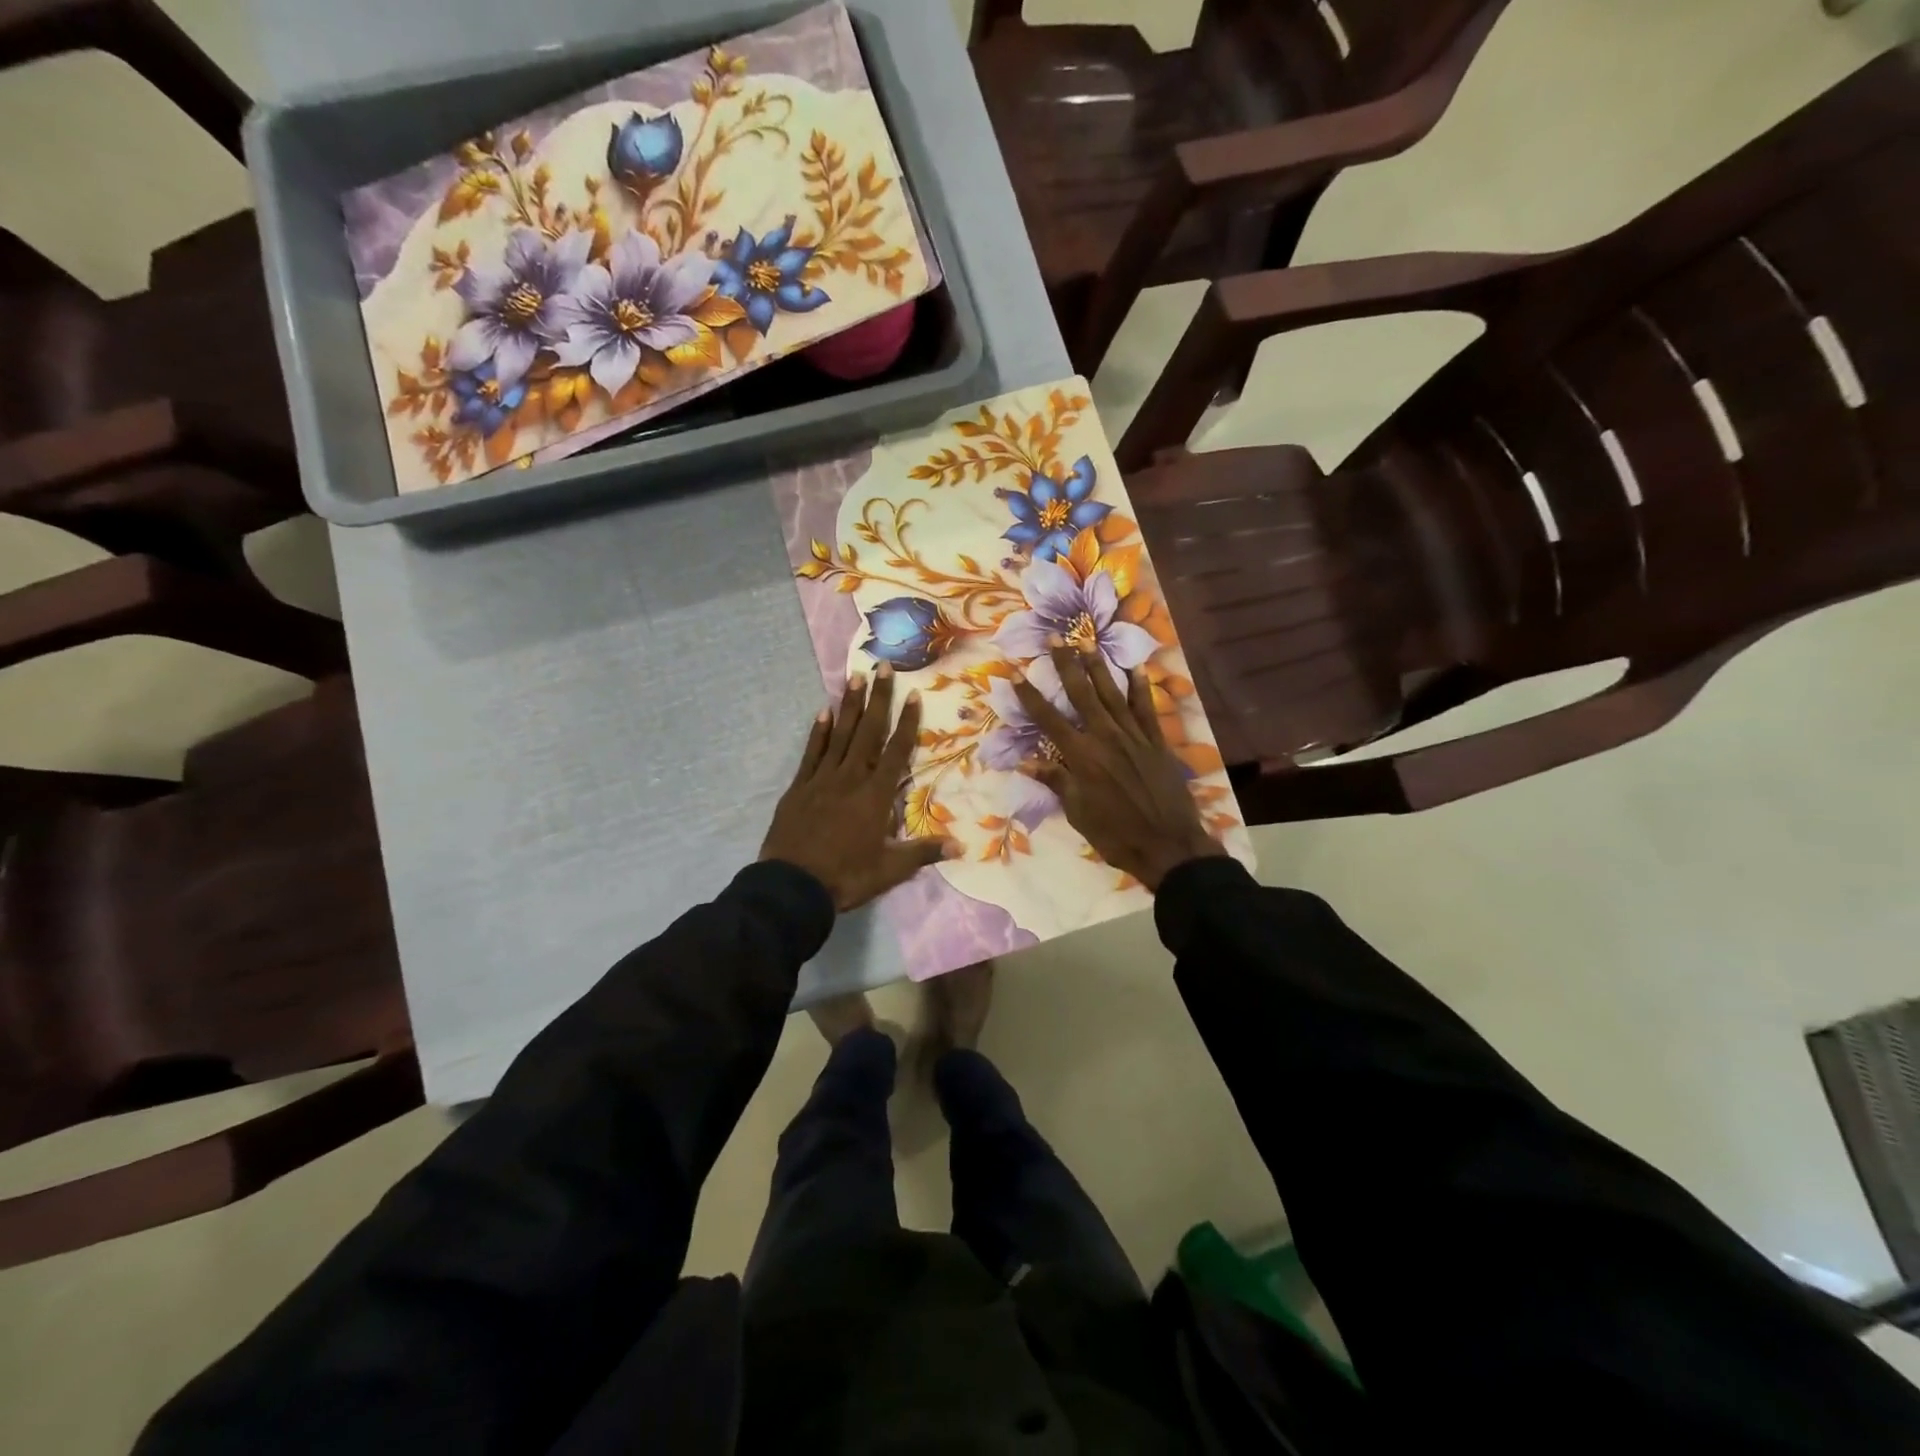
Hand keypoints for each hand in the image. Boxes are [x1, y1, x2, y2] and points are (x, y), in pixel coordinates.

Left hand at [762, 665, 949, 910]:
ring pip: (839, 735)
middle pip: (868, 732)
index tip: (914, 694)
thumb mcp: (890, 869)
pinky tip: (822, 712)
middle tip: (882, 666)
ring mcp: (822, 779)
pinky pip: (811, 752)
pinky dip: (818, 732)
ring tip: (855, 677)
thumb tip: (961, 845)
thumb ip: (923, 852)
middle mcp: (850, 778)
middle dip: (878, 698)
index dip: (907, 722)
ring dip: (849, 706)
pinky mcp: (799, 787)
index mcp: (875, 796)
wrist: (792, 887)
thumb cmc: (846, 877)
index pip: (896, 751)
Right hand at [1016, 646, 1229, 892]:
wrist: (1168, 845)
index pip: (1049, 719)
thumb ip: (1056, 781)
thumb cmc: (1115, 834)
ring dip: (1099, 666)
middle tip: (1055, 638)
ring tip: (1087, 641)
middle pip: (1082, 694)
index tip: (1014, 673)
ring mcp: (1133, 736)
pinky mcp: (1156, 742)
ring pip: (1112, 694)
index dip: (1030, 696)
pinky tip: (1136, 668)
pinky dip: (1140, 688)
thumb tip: (1025, 762)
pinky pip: (1146, 708)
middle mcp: (1105, 737)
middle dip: (1066, 665)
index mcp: (1081, 756)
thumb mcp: (1078, 812)